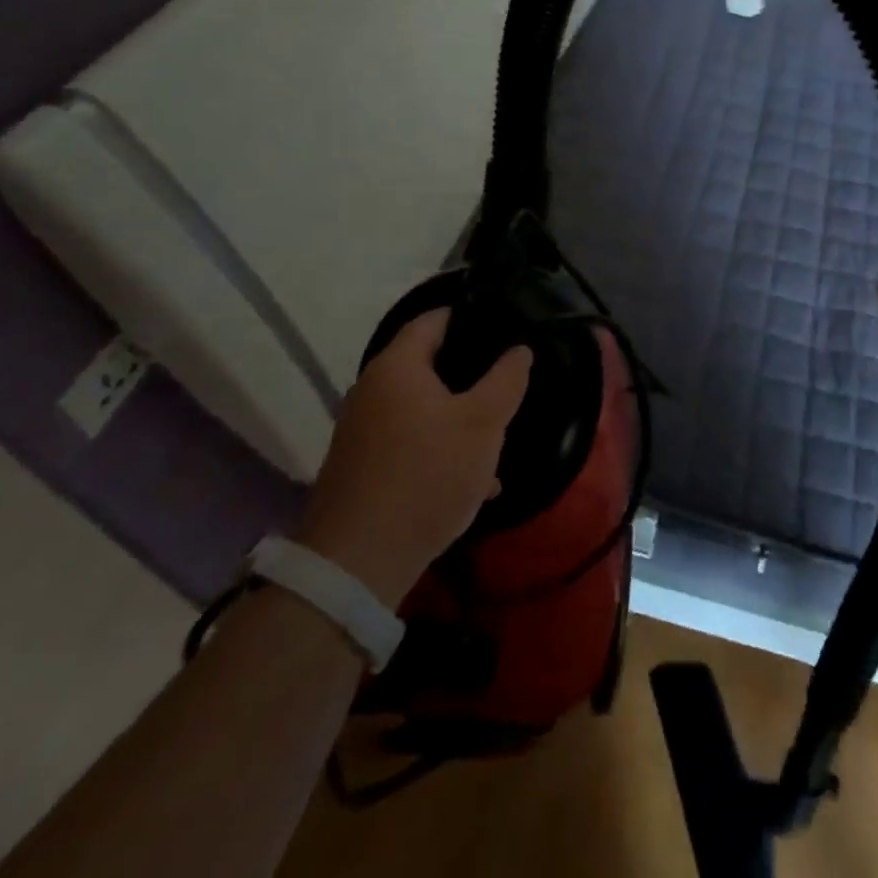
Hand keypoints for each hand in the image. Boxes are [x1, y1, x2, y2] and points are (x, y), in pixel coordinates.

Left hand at [297, 308, 530, 604]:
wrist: (358, 562)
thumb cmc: (427, 474)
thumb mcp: (483, 424)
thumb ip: (506, 380)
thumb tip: (519, 349)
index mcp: (397, 366)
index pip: (434, 319)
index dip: (470, 316)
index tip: (504, 326)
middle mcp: (372, 389)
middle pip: (429, 365)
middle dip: (471, 375)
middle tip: (506, 384)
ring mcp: (362, 430)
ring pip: (423, 408)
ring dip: (459, 418)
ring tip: (496, 437)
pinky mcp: (361, 466)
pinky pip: (409, 442)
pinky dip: (439, 449)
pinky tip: (472, 480)